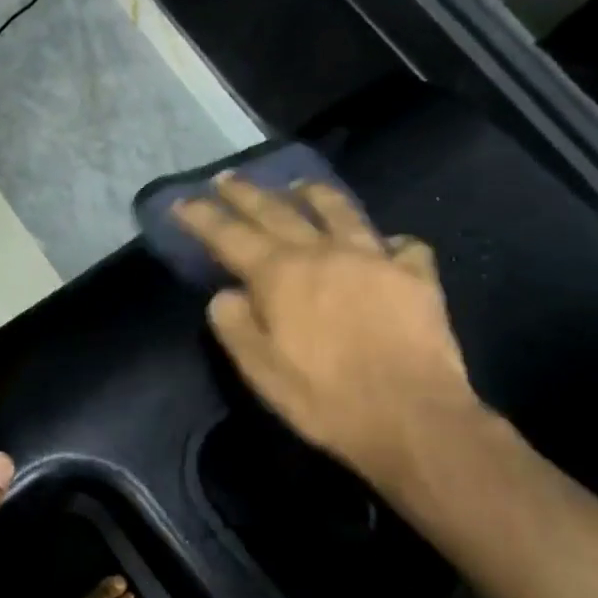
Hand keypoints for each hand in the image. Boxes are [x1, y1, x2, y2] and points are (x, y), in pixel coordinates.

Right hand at [173, 174, 483, 489]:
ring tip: (300, 184)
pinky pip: (402, 247)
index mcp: (280, 274)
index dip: (202, 217)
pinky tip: (386, 246)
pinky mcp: (416, 276)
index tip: (182, 201)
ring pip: (339, 211)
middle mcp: (323, 252)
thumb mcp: (260, 370)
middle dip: (247, 193)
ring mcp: (373, 258)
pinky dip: (389, 242)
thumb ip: (234, 324)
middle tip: (227, 178)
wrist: (413, 418)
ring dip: (314, 193)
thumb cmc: (325, 398)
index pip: (229, 235)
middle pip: (277, 211)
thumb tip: (227, 294)